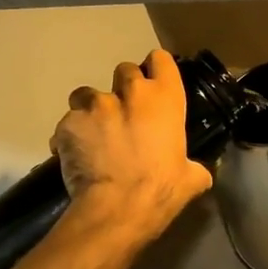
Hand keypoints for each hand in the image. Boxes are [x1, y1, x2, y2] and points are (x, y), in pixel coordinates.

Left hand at [52, 49, 212, 240]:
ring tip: (93, 134)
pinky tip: (74, 156)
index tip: (154, 84)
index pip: (161, 59)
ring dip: (91, 109)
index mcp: (166, 98)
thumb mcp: (191, 178)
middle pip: (124, 71)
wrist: (118, 208)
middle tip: (124, 115)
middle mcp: (131, 91)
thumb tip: (199, 172)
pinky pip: (68, 123)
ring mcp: (96, 105)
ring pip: (88, 93)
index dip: (156, 69)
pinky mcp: (69, 122)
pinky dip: (70, 136)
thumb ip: (194, 166)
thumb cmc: (162, 190)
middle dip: (123, 89)